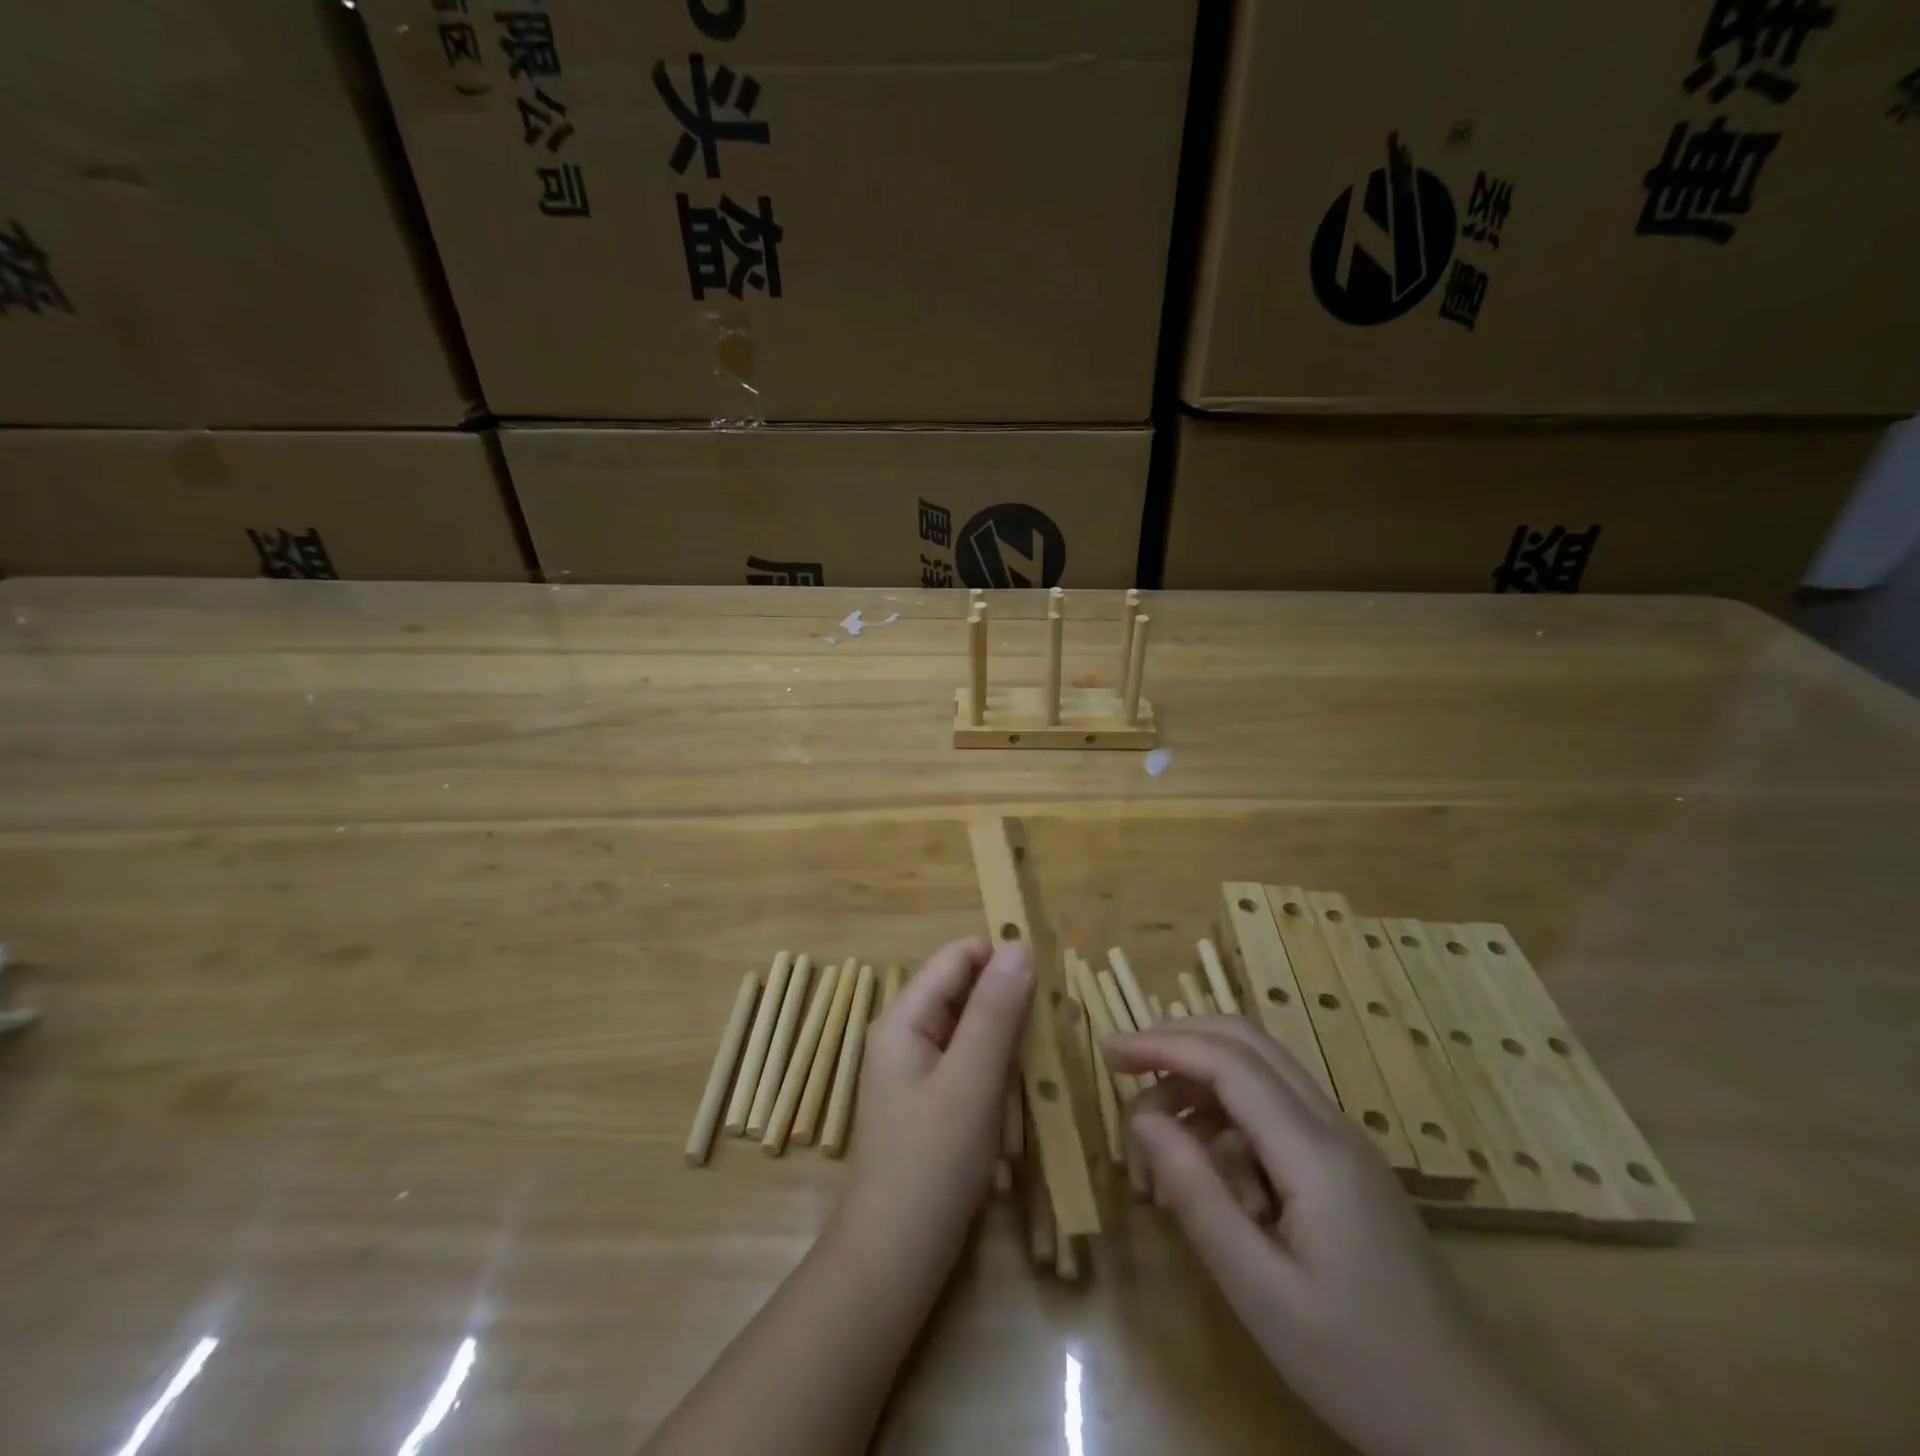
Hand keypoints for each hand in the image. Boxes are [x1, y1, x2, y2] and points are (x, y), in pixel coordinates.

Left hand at [839, 936, 1032, 1262]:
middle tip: (1057, 1022)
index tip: (1050, 975)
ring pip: (972, 1028)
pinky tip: (1027, 1089)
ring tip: (1049, 1056)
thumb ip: (995, 1010)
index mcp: (904, 1017)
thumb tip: (1019, 946)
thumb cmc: (932, 1162)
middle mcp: (907, 1032)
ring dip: (1010, 1037)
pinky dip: (1000, 1067)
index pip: (957, 958)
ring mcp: (917, 1068)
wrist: (895, 1257)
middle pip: (965, 990)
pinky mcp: (932, 1100)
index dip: (1001, 956)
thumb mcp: (971, 1080)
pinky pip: (971, 1062)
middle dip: (1010, 1000)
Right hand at [1106, 1019, 1582, 1455]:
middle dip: (1180, 1039)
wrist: (1469, 1425)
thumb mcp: (1260, 1291)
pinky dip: (1227, 1108)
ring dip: (1201, 1075)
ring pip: (1263, 1068)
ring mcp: (1345, 1142)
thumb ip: (1198, 1196)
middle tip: (1124, 1064)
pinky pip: (1277, 1106)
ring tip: (1155, 1128)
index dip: (1163, 1044)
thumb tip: (1142, 1118)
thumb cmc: (1358, 1363)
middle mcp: (1332, 1127)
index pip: (1227, 1062)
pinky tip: (1206, 1158)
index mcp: (1313, 1152)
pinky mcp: (1346, 1165)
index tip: (1108, 1052)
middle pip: (1248, 1042)